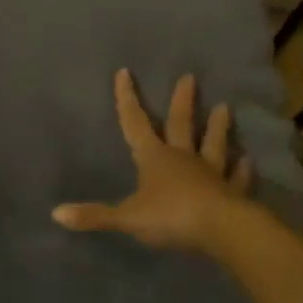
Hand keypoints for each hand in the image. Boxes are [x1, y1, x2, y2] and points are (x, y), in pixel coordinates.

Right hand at [53, 70, 253, 253]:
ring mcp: (211, 173)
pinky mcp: (233, 192)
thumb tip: (55, 213)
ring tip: (225, 107)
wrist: (222, 230)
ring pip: (213, 145)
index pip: (135, 123)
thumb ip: (94, 216)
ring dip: (217, 127)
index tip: (125, 72)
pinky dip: (241, 170)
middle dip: (182, 101)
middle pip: (181, 124)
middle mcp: (183, 158)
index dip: (127, 99)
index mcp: (154, 158)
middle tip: (190, 77)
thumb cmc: (171, 217)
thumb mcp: (127, 217)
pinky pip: (237, 178)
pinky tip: (247, 161)